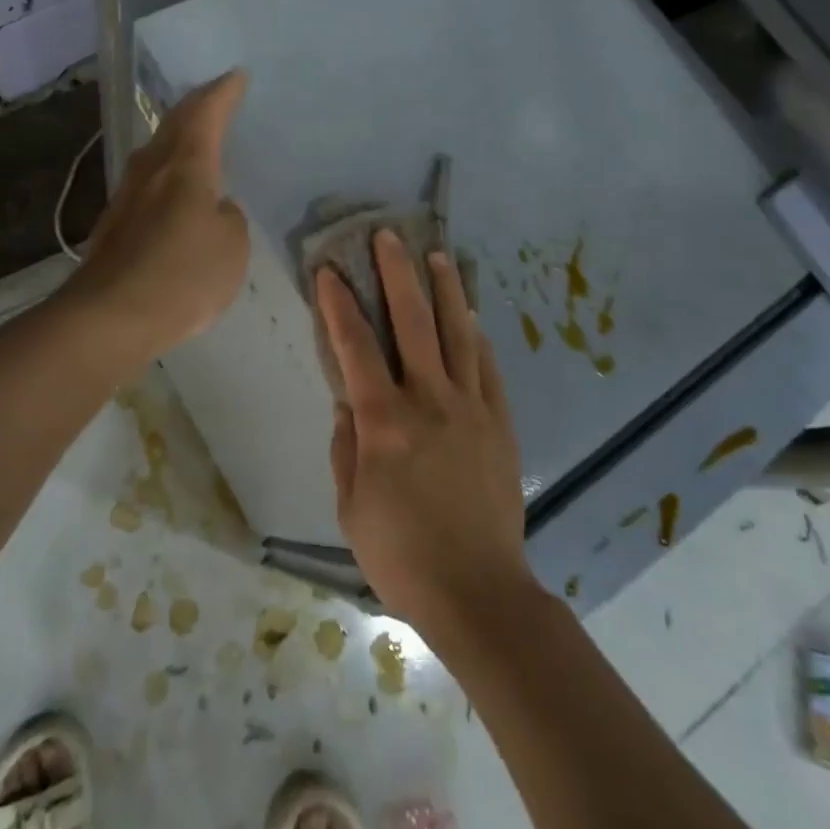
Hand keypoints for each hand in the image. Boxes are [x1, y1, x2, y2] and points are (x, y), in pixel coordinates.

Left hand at [65, 70, 250, 365]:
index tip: (237, 74)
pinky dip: (165, 169)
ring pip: (156, 150)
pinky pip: (147, 181)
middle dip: (197, 105)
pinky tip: (171, 186)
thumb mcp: (231, 246)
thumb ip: (229, 218)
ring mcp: (127, 196)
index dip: (224, 93)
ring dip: (177, 134)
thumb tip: (213, 208)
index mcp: (186, 166)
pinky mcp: (114, 224)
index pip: (206, 114)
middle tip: (216, 94)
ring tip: (195, 133)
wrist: (109, 317)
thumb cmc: (182, 275)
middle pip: (175, 124)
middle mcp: (152, 170)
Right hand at [318, 231, 534, 642]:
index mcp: (385, 421)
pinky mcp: (500, 423)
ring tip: (437, 256)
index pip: (356, 347)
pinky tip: (471, 317)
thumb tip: (345, 402)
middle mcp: (430, 400)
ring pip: (458, 333)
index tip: (329, 270)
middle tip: (389, 235)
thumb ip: (345, 448)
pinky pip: (488, 368)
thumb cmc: (402, 555)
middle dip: (397, 273)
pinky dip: (477, 337)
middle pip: (413, 322)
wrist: (479, 593)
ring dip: (445, 290)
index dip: (339, 304)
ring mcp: (471, 408)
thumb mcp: (351, 507)